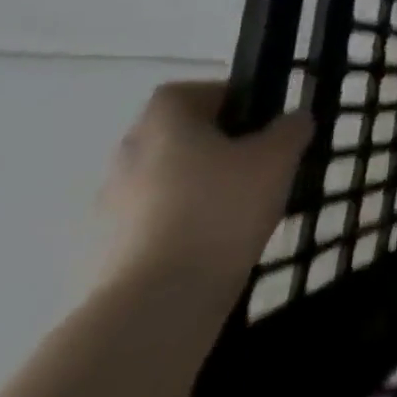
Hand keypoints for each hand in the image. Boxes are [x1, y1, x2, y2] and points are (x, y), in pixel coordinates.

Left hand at [97, 81, 312, 296]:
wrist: (157, 304)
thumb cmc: (221, 209)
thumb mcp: (277, 158)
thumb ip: (290, 130)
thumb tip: (293, 119)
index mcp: (163, 125)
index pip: (182, 92)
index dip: (218, 96)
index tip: (254, 115)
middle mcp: (126, 158)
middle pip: (168, 136)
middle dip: (208, 142)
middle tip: (252, 157)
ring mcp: (108, 210)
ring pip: (158, 180)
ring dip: (191, 184)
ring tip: (238, 204)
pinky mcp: (104, 254)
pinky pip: (148, 222)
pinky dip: (177, 223)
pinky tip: (213, 240)